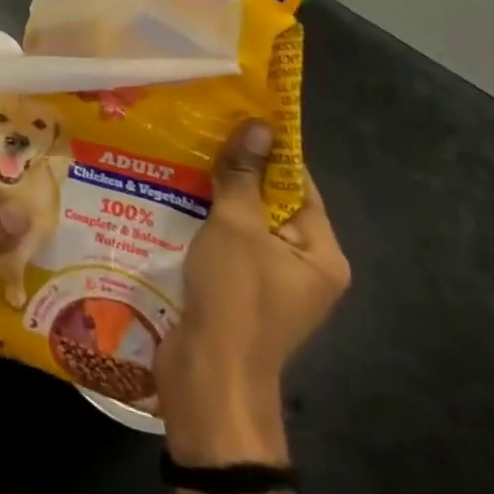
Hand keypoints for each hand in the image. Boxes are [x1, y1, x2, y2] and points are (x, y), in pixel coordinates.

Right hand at [156, 119, 349, 465]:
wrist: (209, 378)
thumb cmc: (235, 297)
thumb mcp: (237, 226)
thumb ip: (244, 175)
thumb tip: (259, 125)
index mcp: (321, 254)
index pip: (299, 185)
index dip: (269, 150)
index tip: (236, 115)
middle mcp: (302, 267)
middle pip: (270, 203)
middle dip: (236, 170)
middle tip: (199, 131)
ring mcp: (269, 283)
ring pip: (243, 223)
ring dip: (214, 194)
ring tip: (179, 156)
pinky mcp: (238, 293)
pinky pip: (225, 244)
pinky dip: (204, 222)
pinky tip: (172, 198)